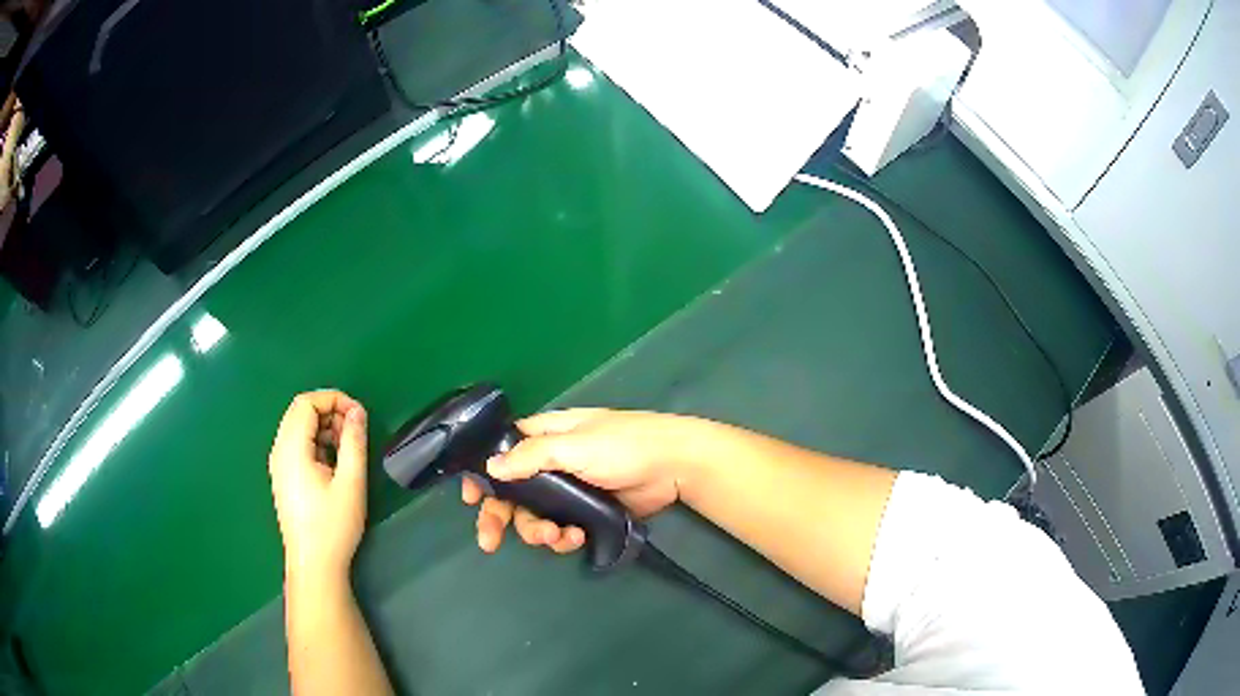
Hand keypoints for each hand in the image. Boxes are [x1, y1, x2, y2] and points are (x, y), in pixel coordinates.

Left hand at [269, 390, 368, 582]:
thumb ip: (354, 442)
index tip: (359, 416)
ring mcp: (278, 464)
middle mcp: (279, 450)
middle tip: (355, 432)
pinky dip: (316, 441)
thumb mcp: (351, 482)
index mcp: (291, 448)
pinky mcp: (283, 476)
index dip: (334, 399)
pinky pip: (297, 443)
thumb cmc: (333, 525)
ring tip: (347, 449)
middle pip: (300, 411)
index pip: (306, 402)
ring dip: (323, 426)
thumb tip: (357, 411)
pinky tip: (333, 463)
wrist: (313, 564)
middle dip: (330, 411)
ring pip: (298, 426)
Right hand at [461, 409, 692, 554]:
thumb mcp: (574, 445)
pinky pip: (562, 529)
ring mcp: (570, 491)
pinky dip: (563, 538)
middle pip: (513, 493)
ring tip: (557, 537)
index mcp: (545, 437)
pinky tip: (576, 539)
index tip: (470, 498)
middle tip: (489, 542)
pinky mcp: (588, 512)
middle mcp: (551, 464)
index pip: (502, 453)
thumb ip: (531, 456)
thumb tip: (490, 468)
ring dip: (538, 531)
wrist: (673, 466)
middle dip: (501, 517)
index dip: (483, 475)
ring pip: (536, 516)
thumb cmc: (623, 446)